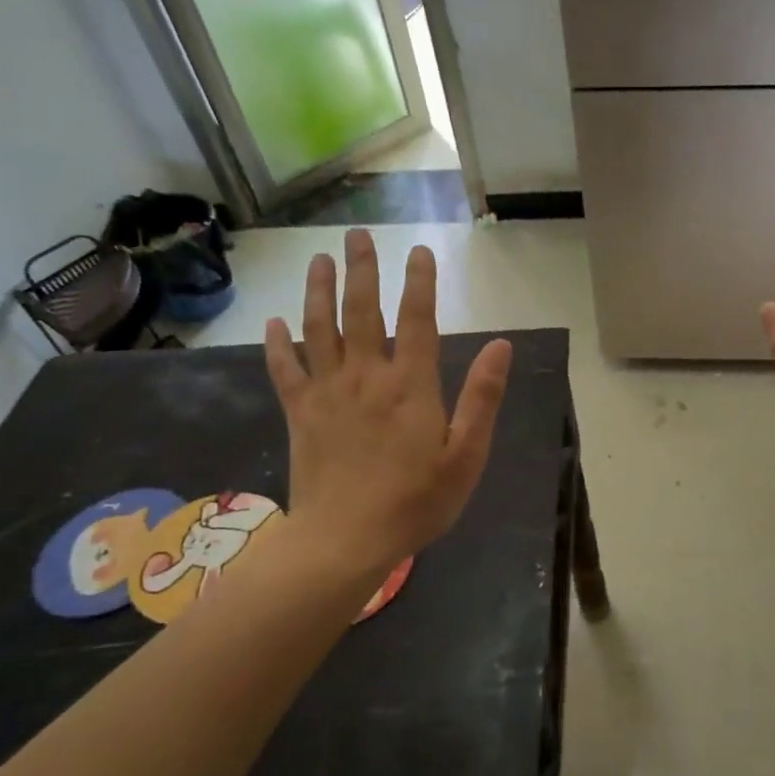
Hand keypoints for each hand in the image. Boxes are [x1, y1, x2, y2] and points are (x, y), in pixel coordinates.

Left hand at [264, 230, 511, 581]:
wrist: (346, 540)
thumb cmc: (416, 501)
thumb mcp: (466, 455)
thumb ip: (482, 397)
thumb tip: (501, 345)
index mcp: (411, 385)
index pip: (417, 320)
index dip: (420, 282)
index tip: (419, 251)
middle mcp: (366, 376)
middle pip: (361, 311)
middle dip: (361, 269)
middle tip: (357, 235)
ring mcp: (327, 392)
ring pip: (319, 329)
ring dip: (319, 290)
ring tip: (319, 259)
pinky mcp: (300, 414)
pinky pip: (285, 370)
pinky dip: (277, 344)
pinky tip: (273, 322)